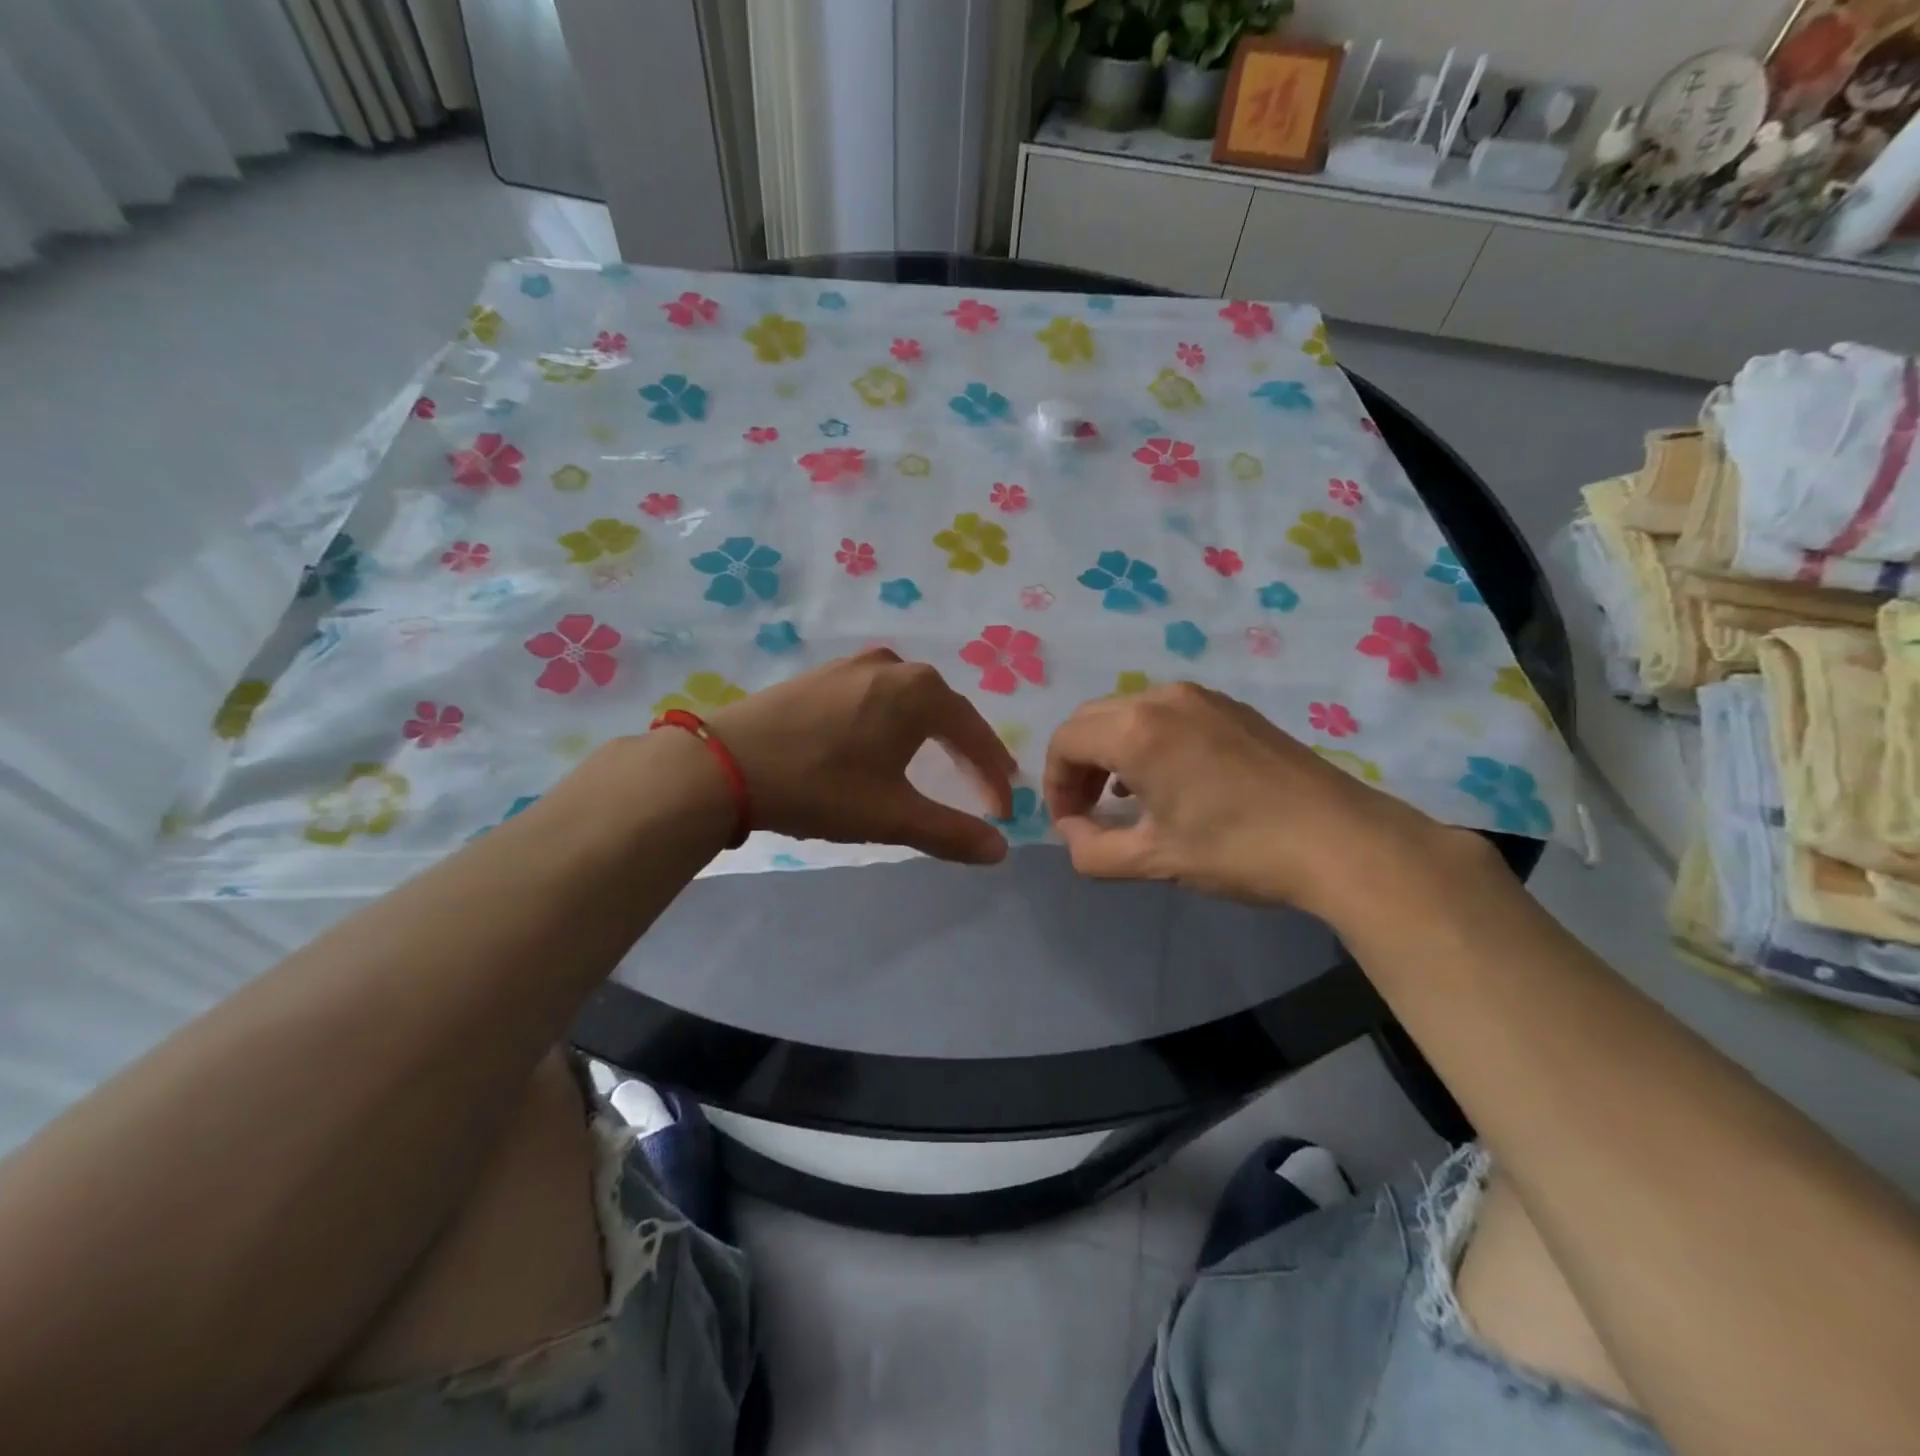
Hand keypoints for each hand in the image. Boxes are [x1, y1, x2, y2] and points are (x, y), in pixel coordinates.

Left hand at [706, 649, 1016, 864]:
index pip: (975, 734)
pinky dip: (895, 720)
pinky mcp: (821, 675)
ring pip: (910, 700)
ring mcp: (853, 665)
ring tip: (940, 760)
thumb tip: (1000, 850)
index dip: (993, 774)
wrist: (726, 763)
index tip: (1004, 810)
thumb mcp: (892, 815)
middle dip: (967, 749)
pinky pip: (877, 696)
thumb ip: (951, 832)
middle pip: (946, 710)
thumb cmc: (821, 786)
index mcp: (920, 692)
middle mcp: (893, 666)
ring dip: (932, 731)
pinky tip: (884, 740)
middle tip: (982, 782)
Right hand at [1042, 682, 1441, 914]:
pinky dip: (1145, 741)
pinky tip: (1166, 781)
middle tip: (1087, 812)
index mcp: (1137, 730)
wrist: (1341, 839)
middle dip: (1077, 766)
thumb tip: (1071, 832)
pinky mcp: (1230, 707)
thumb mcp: (1154, 860)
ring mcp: (1201, 697)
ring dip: (1110, 752)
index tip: (1070, 825)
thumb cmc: (1238, 849)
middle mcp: (1163, 698)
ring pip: (1127, 713)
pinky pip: (1164, 713)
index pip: (1065, 742)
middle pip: (1091, 721)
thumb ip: (1091, 851)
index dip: (1054, 784)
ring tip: (1123, 800)